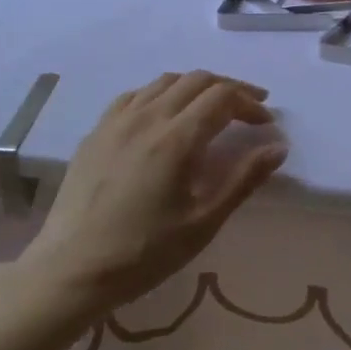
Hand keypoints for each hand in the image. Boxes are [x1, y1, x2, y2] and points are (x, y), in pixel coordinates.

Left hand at [21, 71, 287, 312]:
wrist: (72, 268)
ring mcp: (116, 121)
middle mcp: (146, 117)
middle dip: (228, 88)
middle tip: (249, 108)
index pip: (221, 97)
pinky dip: (161, 95)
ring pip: (164, 82)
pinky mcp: (96, 131)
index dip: (249, 103)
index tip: (265, 123)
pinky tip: (164, 116)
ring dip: (195, 87)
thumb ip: (242, 179)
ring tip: (211, 109)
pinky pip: (134, 95)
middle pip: (196, 80)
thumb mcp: (203, 223)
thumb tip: (278, 146)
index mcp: (175, 139)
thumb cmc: (144, 253)